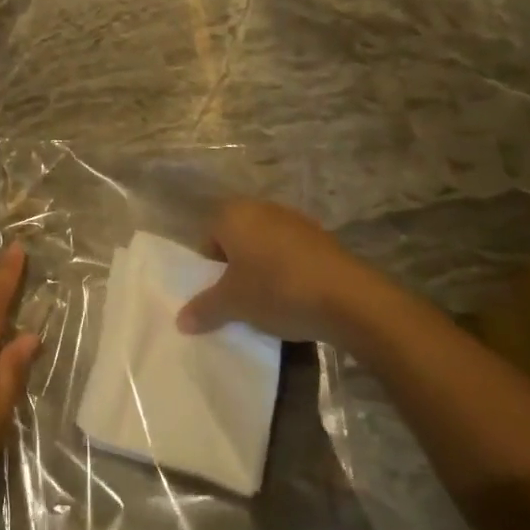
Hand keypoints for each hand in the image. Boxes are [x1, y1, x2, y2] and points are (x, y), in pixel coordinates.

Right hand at [177, 197, 384, 341]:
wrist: (349, 298)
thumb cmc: (277, 290)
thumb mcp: (233, 304)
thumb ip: (204, 309)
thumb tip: (180, 321)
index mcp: (234, 214)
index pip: (208, 237)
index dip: (210, 268)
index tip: (220, 294)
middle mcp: (262, 208)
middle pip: (237, 239)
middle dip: (236, 267)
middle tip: (241, 299)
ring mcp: (295, 220)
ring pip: (265, 246)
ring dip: (263, 269)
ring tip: (270, 302)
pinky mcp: (322, 238)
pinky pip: (292, 253)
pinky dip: (289, 271)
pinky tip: (297, 298)